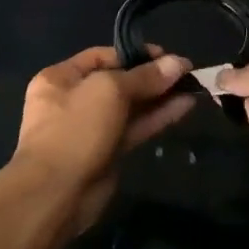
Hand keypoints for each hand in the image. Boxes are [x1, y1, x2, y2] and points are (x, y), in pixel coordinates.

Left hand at [12, 46, 194, 232]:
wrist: (56, 193)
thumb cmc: (75, 129)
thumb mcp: (109, 91)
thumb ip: (144, 77)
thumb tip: (178, 62)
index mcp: (61, 78)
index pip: (102, 57)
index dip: (135, 55)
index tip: (167, 56)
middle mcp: (74, 99)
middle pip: (119, 82)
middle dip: (152, 77)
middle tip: (186, 72)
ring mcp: (91, 128)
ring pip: (130, 107)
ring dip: (160, 97)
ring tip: (192, 86)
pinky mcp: (108, 153)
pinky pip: (135, 128)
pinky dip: (158, 117)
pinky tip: (185, 106)